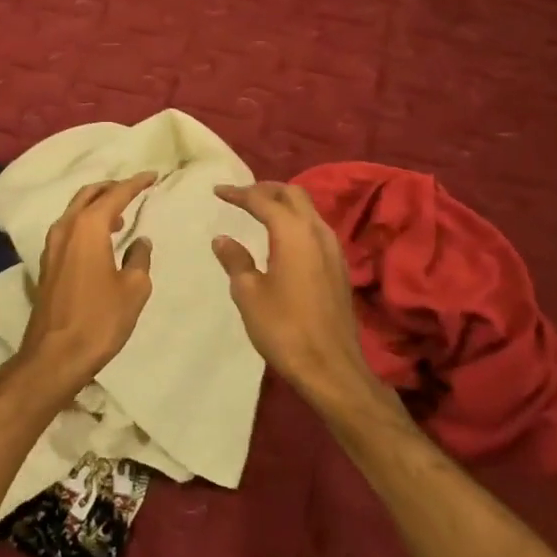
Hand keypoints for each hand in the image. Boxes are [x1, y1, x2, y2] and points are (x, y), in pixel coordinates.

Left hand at [15, 174, 156, 393]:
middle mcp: (66, 228)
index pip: (115, 194)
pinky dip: (86, 222)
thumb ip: (139, 258)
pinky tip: (101, 238)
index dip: (135, 183)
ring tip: (121, 213)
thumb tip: (140, 241)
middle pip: (89, 194)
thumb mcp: (133, 289)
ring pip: (75, 210)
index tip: (152, 176)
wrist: (55, 354)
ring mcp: (52, 245)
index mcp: (88, 227)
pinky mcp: (48, 263)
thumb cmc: (99, 319)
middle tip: (134, 189)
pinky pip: (69, 228)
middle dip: (112, 188)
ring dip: (97, 205)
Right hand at [212, 182, 390, 419]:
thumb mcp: (249, 293)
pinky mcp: (338, 267)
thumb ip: (235, 260)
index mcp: (293, 233)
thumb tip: (223, 239)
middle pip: (293, 195)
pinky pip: (315, 229)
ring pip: (308, 210)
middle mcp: (317, 232)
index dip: (239, 193)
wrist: (331, 367)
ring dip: (283, 204)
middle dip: (266, 189)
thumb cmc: (284, 328)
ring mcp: (333, 249)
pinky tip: (281, 238)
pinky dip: (295, 222)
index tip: (218, 191)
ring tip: (259, 211)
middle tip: (241, 195)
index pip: (263, 200)